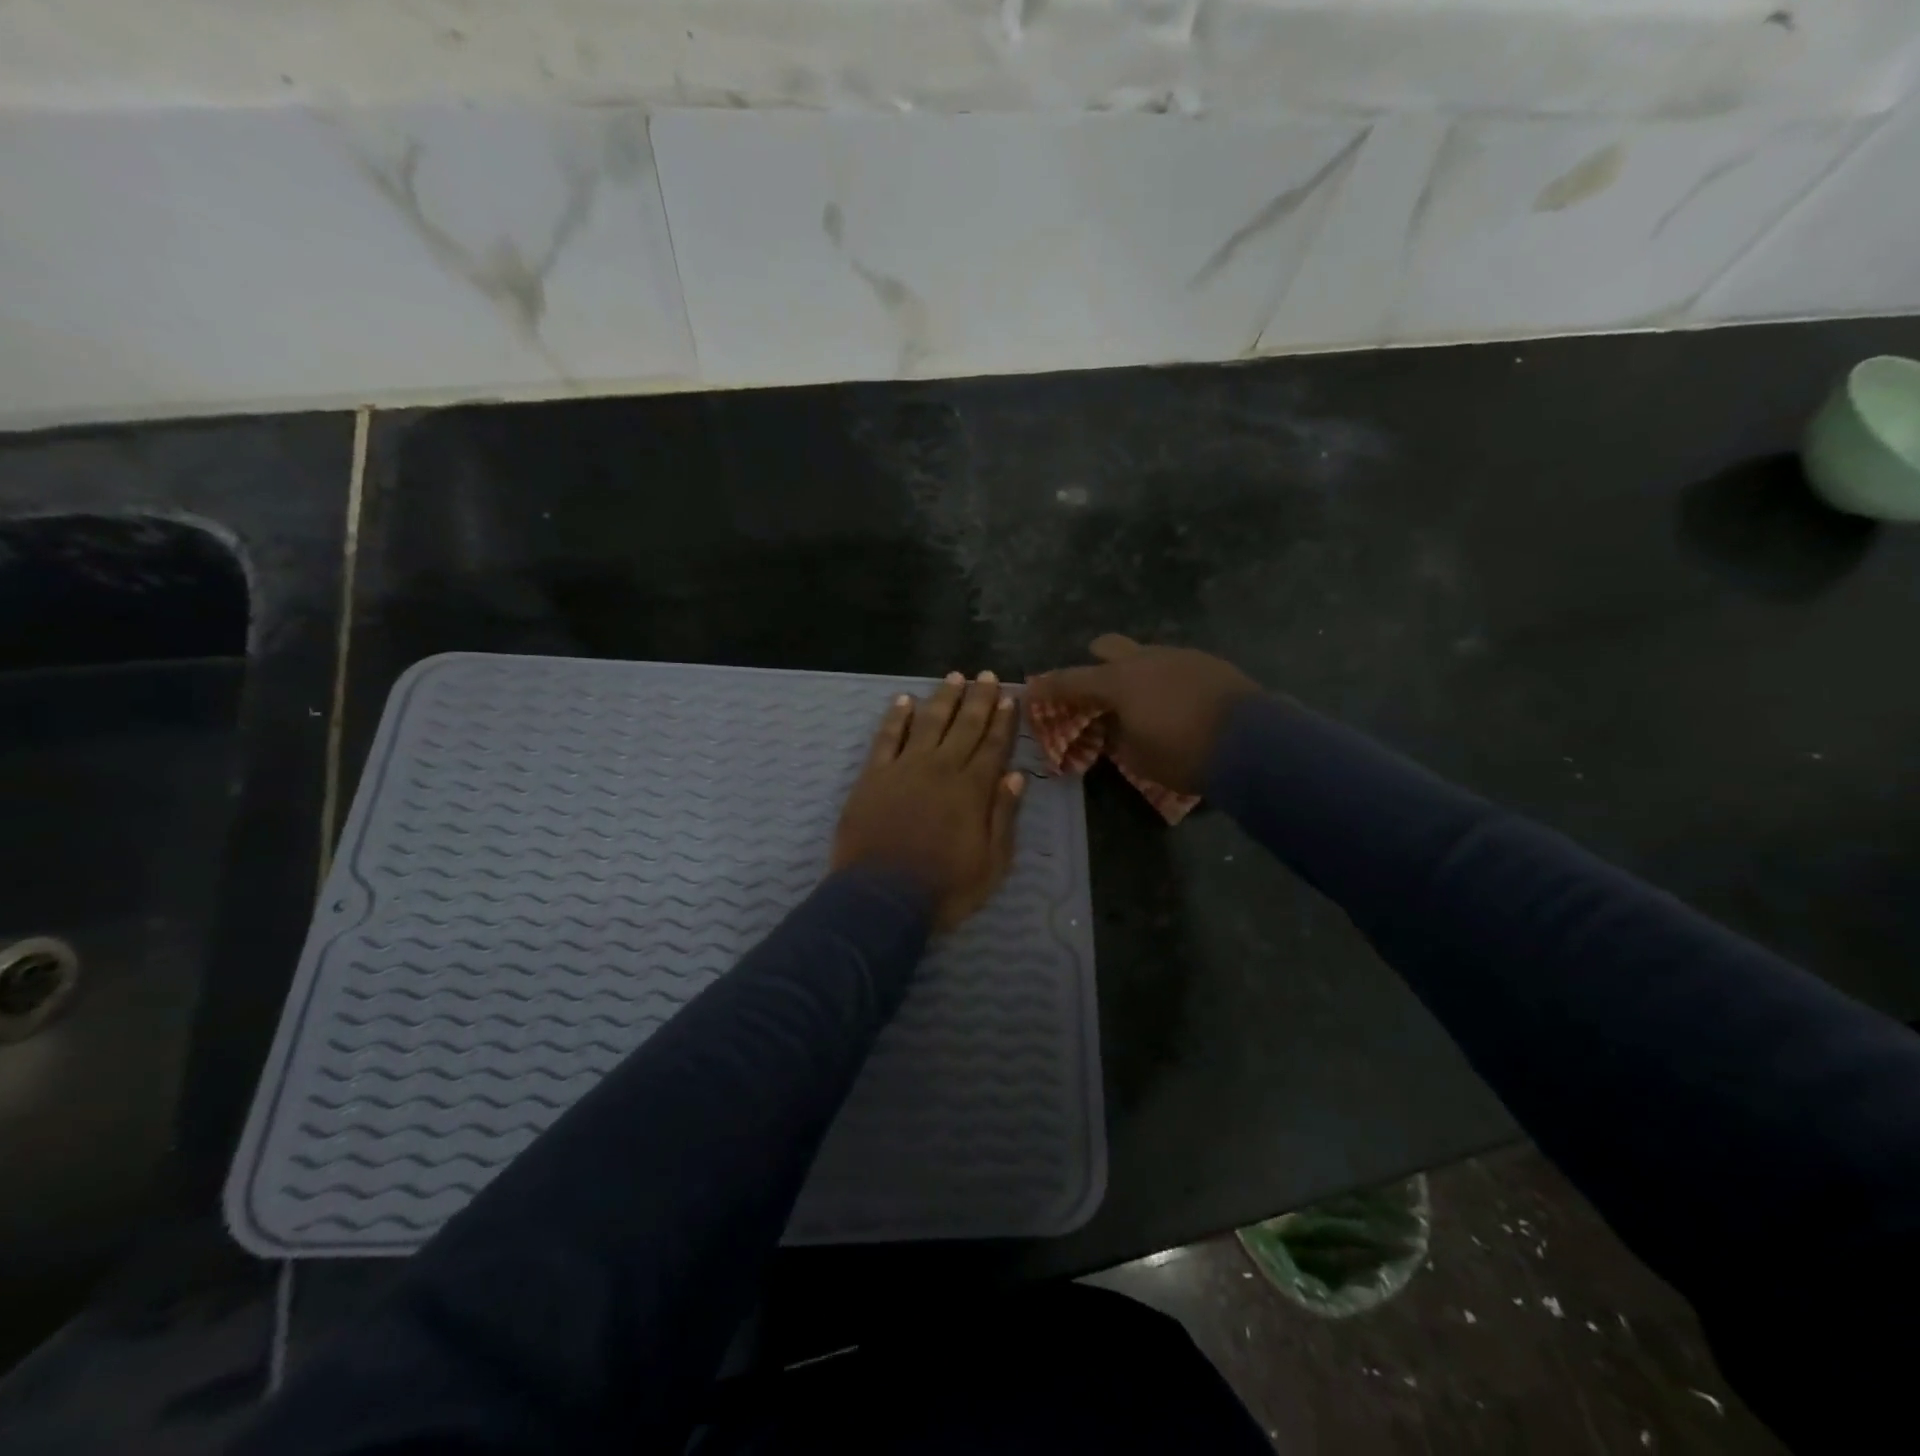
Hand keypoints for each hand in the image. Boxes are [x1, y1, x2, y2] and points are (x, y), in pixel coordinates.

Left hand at [832, 672, 1025, 930]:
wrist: (880, 898)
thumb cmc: (943, 888)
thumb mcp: (991, 864)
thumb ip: (1003, 816)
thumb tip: (1015, 775)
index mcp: (972, 790)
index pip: (993, 746)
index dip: (1003, 721)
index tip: (1009, 698)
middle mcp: (941, 769)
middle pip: (964, 726)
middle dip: (978, 699)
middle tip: (987, 675)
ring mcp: (904, 768)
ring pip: (928, 722)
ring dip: (943, 698)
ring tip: (954, 677)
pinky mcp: (873, 776)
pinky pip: (887, 737)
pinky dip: (896, 717)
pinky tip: (904, 700)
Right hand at [1027, 634, 1262, 794]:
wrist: (1255, 743)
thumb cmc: (1185, 754)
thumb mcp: (1138, 757)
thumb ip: (1117, 737)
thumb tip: (1112, 725)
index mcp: (1118, 682)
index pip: (1070, 680)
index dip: (1048, 686)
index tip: (1031, 689)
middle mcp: (1144, 660)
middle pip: (1108, 646)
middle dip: (1095, 661)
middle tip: (1094, 686)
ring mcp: (1178, 656)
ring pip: (1144, 654)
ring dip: (1134, 671)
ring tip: (1141, 699)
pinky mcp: (1207, 662)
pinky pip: (1172, 664)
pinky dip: (1163, 678)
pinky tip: (1174, 699)